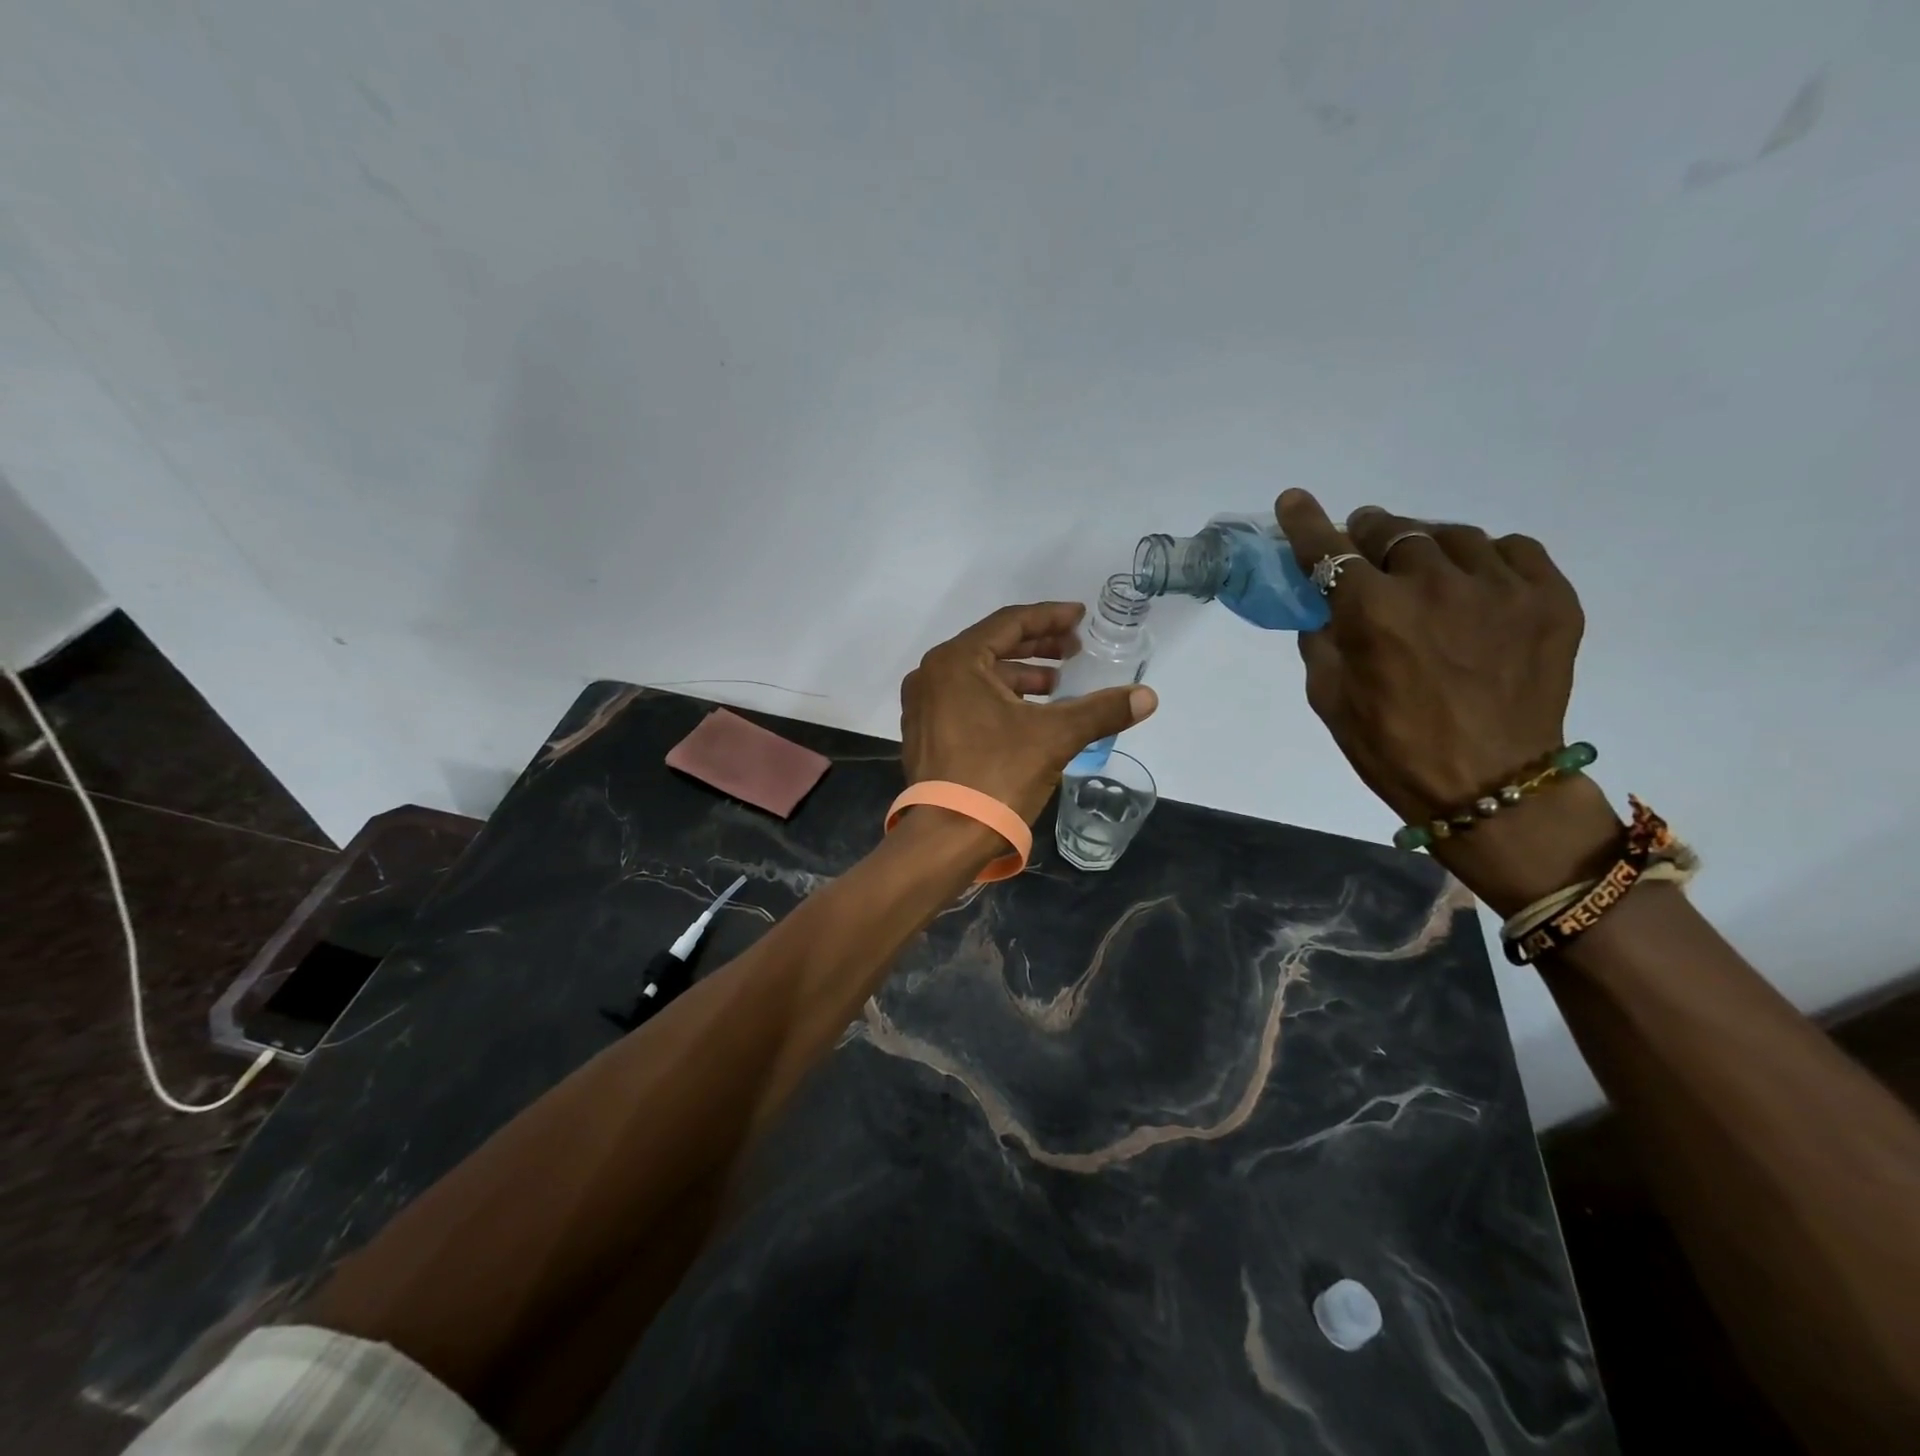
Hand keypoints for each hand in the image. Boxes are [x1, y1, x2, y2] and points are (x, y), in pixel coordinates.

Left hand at [901, 602, 1157, 822]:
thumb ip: (1101, 710)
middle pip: (992, 646)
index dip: (1050, 617)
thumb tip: (1148, 697)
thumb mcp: (1055, 737)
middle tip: (1074, 651)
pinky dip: (998, 698)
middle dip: (1037, 647)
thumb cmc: (997, 775)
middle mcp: (931, 674)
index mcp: (955, 661)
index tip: (1080, 617)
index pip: (1010, 623)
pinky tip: (1028, 713)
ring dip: (1019, 675)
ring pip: (979, 676)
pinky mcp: (924, 732)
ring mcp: (923, 705)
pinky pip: (966, 698)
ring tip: (1057, 685)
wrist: (948, 836)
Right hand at [1276, 490, 1618, 912]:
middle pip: (1393, 532)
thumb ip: (1321, 641)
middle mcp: (1434, 585)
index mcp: (1373, 613)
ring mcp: (1499, 588)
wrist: (1492, 786)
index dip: (1306, 523)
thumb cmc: (1393, 748)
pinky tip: (1476, 583)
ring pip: (1452, 536)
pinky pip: (1513, 550)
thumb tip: (1323, 607)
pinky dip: (1486, 558)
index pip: (1328, 550)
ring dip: (1425, 547)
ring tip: (1421, 571)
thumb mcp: (1329, 698)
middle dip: (1368, 536)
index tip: (1295, 500)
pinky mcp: (1550, 599)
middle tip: (1363, 550)